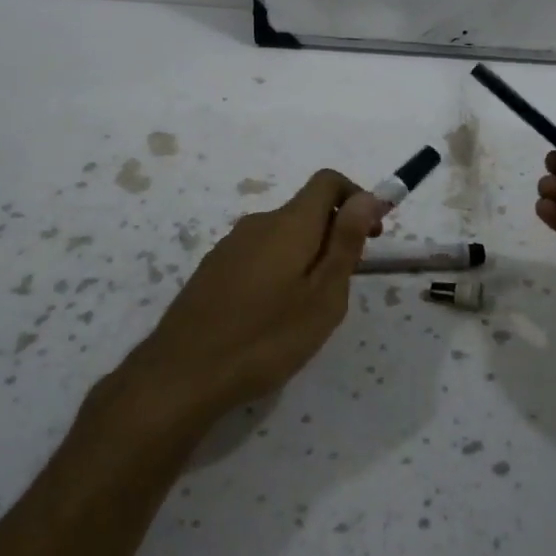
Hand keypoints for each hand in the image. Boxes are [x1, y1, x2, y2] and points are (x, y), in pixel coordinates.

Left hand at [127, 169, 385, 418]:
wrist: (184, 373)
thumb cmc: (267, 338)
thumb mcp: (323, 296)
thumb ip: (346, 242)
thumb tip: (367, 197)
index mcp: (289, 223)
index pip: (328, 182)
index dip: (357, 197)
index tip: (372, 235)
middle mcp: (258, 222)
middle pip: (306, 210)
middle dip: (334, 234)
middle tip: (343, 284)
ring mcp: (230, 245)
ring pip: (282, 235)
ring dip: (306, 255)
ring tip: (307, 307)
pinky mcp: (213, 268)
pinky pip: (258, 254)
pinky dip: (279, 268)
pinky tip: (271, 314)